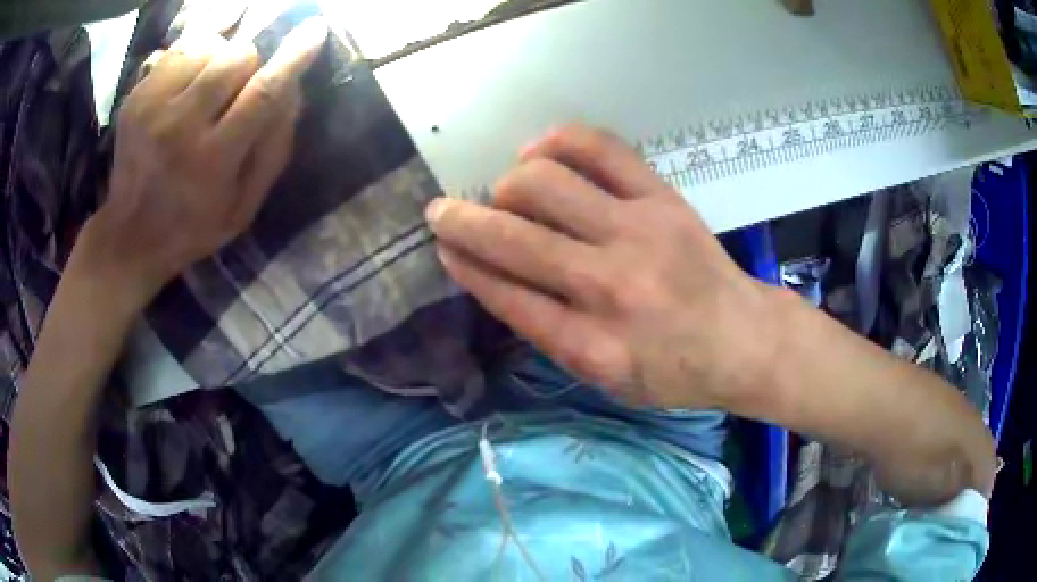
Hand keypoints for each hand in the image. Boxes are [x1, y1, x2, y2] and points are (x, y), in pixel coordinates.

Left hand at [85, 19, 326, 307]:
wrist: (129, 236)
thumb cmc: (192, 227)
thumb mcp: (243, 208)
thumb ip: (272, 151)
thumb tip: (293, 89)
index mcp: (212, 161)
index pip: (263, 93)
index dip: (293, 57)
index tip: (315, 30)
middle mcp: (180, 127)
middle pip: (236, 56)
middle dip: (249, 65)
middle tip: (238, 90)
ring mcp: (152, 108)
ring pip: (208, 45)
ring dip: (219, 59)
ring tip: (208, 89)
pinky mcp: (136, 97)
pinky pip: (179, 50)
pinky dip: (194, 56)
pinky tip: (189, 83)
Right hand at [426, 125, 779, 409]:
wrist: (742, 339)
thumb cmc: (672, 371)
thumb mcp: (606, 380)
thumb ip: (550, 335)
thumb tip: (495, 279)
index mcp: (591, 346)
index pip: (506, 295)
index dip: (465, 264)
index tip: (443, 247)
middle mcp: (609, 286)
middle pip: (514, 237)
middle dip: (461, 220)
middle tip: (443, 211)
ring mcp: (638, 233)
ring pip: (545, 184)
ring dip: (507, 184)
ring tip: (506, 192)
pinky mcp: (662, 198)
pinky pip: (600, 148)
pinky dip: (557, 142)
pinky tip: (539, 152)